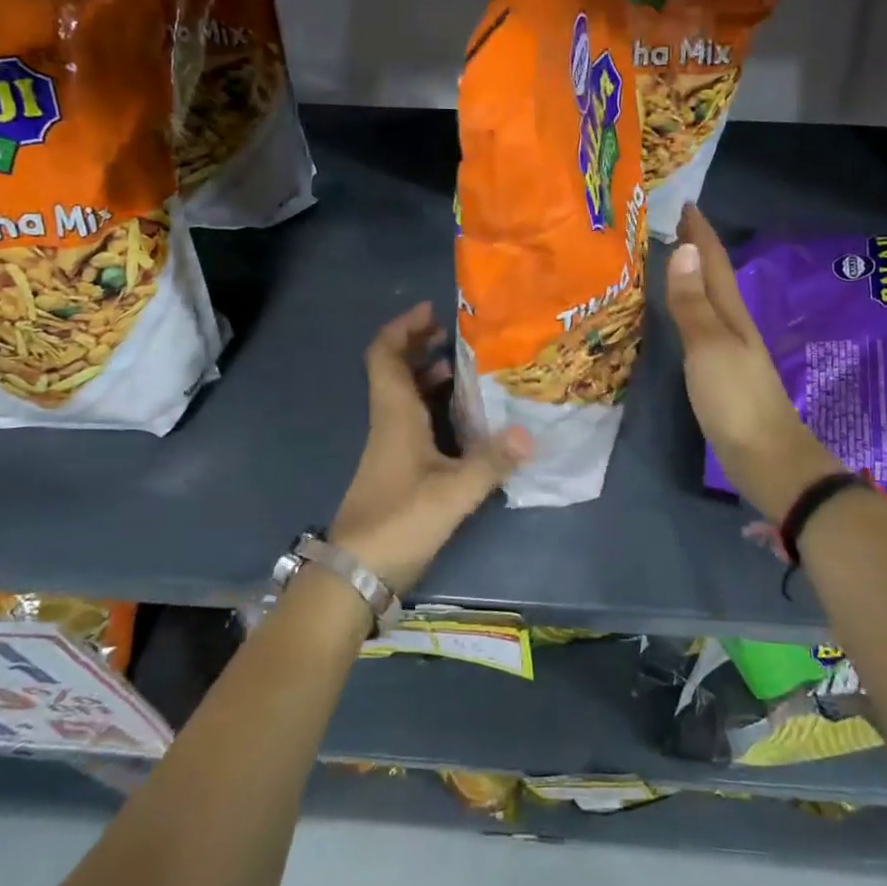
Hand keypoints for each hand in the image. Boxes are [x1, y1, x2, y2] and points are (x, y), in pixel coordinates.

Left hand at [328, 302, 532, 594]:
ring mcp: (390, 445)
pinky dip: (433, 405)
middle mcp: (388, 422)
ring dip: (427, 374)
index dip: (403, 328)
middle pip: (394, 369)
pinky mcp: (396, 466)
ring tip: (464, 366)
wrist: (355, 574)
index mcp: (394, 415)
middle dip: (420, 344)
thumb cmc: (398, 522)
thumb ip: (491, 462)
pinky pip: (413, 419)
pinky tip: (463, 415)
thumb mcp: (452, 493)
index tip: (431, 311)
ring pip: (404, 394)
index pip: (385, 355)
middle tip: (455, 334)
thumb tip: (531, 433)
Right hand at [666, 205, 841, 523]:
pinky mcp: (721, 374)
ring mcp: (729, 351)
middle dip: (696, 249)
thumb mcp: (709, 347)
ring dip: (693, 278)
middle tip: (671, 225)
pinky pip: (702, 327)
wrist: (767, 458)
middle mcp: (733, 325)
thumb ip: (693, 303)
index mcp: (731, 314)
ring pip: (709, 302)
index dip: (701, 233)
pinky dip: (690, 310)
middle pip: (714, 278)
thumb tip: (685, 249)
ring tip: (670, 260)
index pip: (714, 262)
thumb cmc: (736, 400)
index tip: (685, 203)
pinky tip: (681, 316)